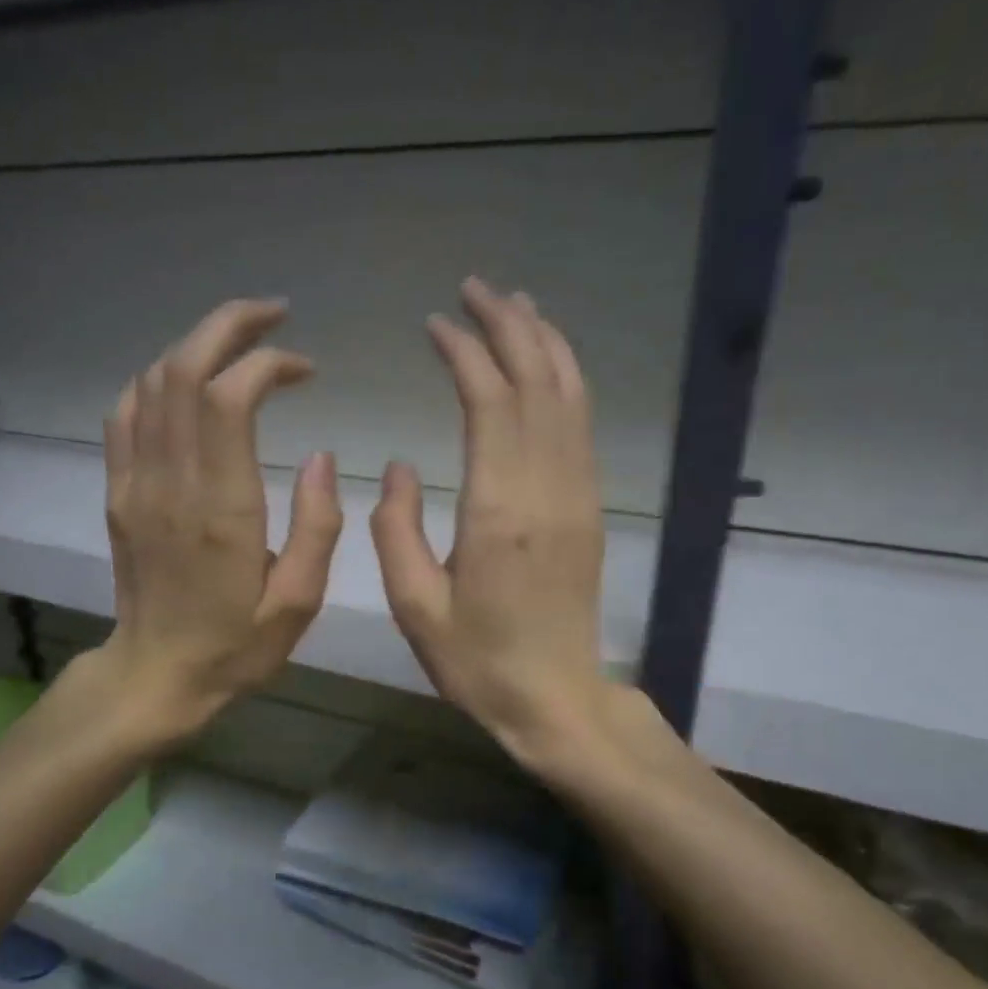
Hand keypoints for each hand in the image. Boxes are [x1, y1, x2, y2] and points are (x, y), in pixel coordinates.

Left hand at [73, 300, 342, 748]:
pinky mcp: (118, 493)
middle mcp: (171, 483)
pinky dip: (158, 380)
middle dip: (229, 326)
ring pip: (152, 382)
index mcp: (221, 509)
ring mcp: (135, 484)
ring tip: (240, 343)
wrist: (155, 677)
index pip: (228, 397)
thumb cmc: (235, 647)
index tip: (305, 370)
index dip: (267, 363)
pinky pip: (126, 413)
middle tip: (274, 317)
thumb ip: (317, 527)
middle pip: (183, 369)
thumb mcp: (297, 603)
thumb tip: (320, 456)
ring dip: (195, 346)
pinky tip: (188, 384)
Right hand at [373, 278, 615, 768]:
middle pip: (537, 382)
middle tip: (476, 288)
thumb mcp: (415, 607)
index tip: (435, 324)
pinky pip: (582, 427)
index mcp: (498, 510)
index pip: (489, 401)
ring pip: (569, 396)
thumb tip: (400, 466)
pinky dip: (567, 381)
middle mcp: (546, 489)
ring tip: (515, 304)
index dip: (464, 352)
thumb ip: (398, 529)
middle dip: (508, 325)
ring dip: (544, 342)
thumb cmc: (477, 662)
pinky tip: (548, 364)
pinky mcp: (590, 509)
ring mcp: (578, 496)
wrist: (555, 700)